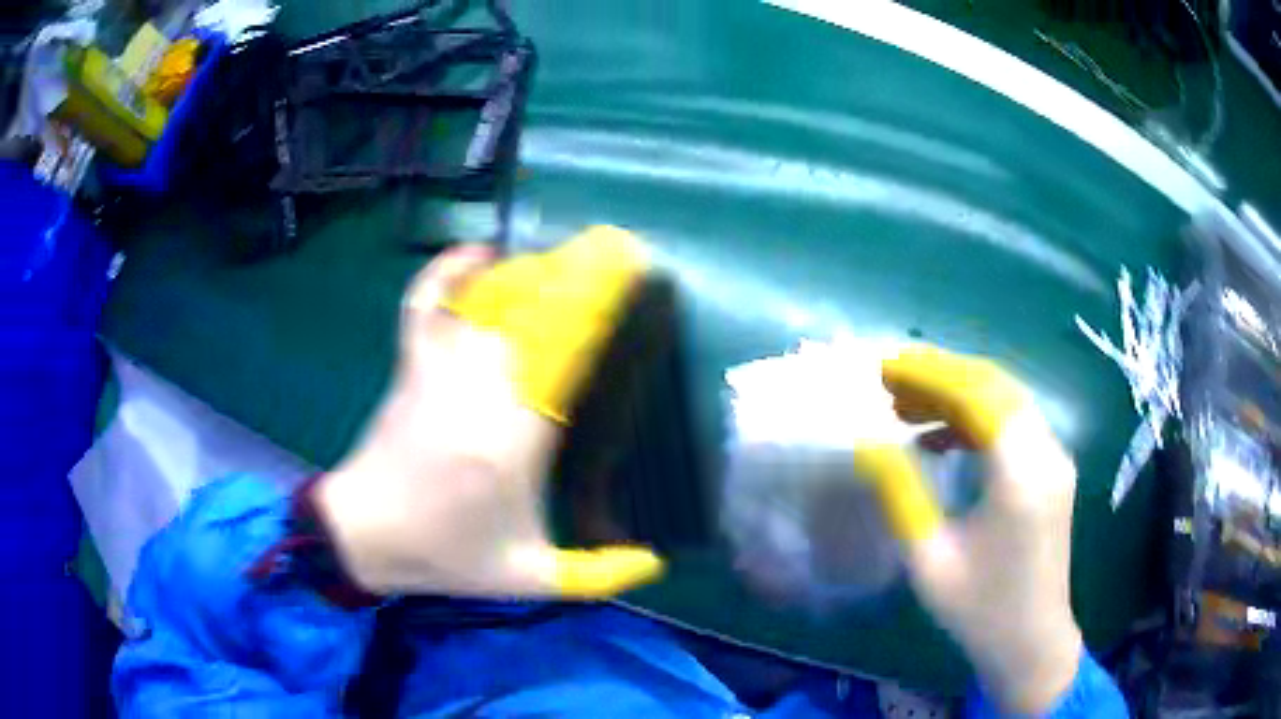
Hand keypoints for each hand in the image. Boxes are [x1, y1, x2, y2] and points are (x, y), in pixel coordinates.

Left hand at [315, 243, 662, 599]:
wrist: (364, 535)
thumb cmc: (446, 557)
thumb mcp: (528, 579)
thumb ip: (598, 576)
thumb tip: (658, 565)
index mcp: (513, 446)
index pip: (568, 356)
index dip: (602, 307)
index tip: (634, 275)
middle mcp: (478, 395)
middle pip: (535, 316)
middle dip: (581, 276)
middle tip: (617, 250)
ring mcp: (437, 372)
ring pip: (490, 302)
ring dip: (534, 271)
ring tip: (570, 255)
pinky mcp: (410, 364)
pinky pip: (426, 302)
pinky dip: (449, 269)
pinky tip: (480, 251)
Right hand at [855, 347, 1082, 714]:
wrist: (1032, 642)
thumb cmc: (979, 610)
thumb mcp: (929, 559)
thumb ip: (901, 494)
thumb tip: (868, 444)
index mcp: (1020, 476)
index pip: (978, 396)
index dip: (931, 375)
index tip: (886, 368)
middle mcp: (1047, 455)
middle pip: (996, 387)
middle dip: (941, 375)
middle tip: (891, 380)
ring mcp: (1055, 461)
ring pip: (1006, 401)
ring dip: (958, 394)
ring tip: (906, 405)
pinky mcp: (1052, 472)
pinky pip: (1014, 426)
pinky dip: (976, 419)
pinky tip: (940, 437)